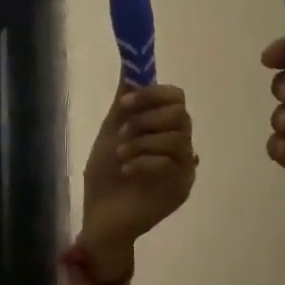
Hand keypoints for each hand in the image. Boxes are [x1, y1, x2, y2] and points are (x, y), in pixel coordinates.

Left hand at [79, 83, 197, 269]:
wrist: (101, 218)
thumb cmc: (105, 178)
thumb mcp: (110, 134)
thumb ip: (124, 103)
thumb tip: (129, 66)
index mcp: (162, 128)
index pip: (176, 97)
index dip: (152, 94)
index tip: (124, 103)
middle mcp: (179, 144)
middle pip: (181, 114)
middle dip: (147, 119)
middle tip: (123, 133)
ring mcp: (183, 167)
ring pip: (178, 137)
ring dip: (143, 141)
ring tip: (122, 155)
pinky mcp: (182, 187)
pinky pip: (172, 162)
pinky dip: (144, 161)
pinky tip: (127, 171)